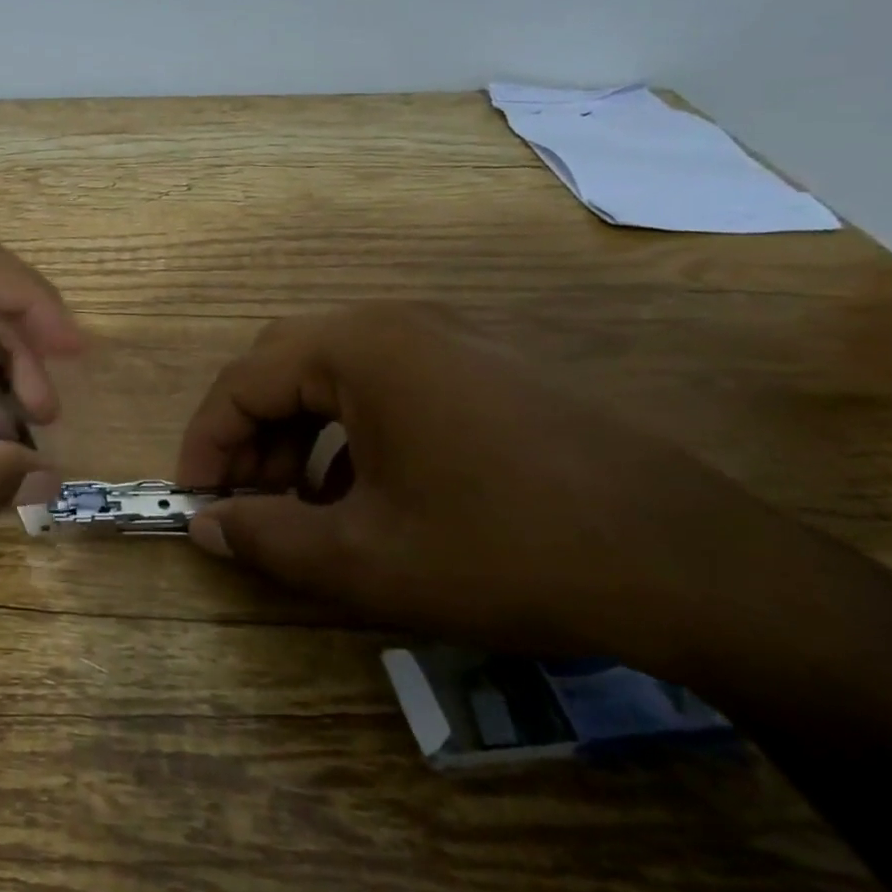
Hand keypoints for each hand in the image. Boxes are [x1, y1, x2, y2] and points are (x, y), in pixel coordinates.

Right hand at [176, 302, 779, 663]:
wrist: (698, 568)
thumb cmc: (506, 551)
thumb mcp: (366, 560)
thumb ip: (266, 540)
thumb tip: (204, 528)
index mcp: (359, 347)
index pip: (243, 379)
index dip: (206, 440)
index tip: (193, 498)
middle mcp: (397, 323)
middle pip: (285, 364)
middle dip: (250, 432)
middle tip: (241, 498)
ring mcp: (449, 339)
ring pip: (336, 374)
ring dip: (299, 432)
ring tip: (297, 503)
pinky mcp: (487, 367)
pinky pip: (388, 385)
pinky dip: (352, 431)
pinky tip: (365, 492)